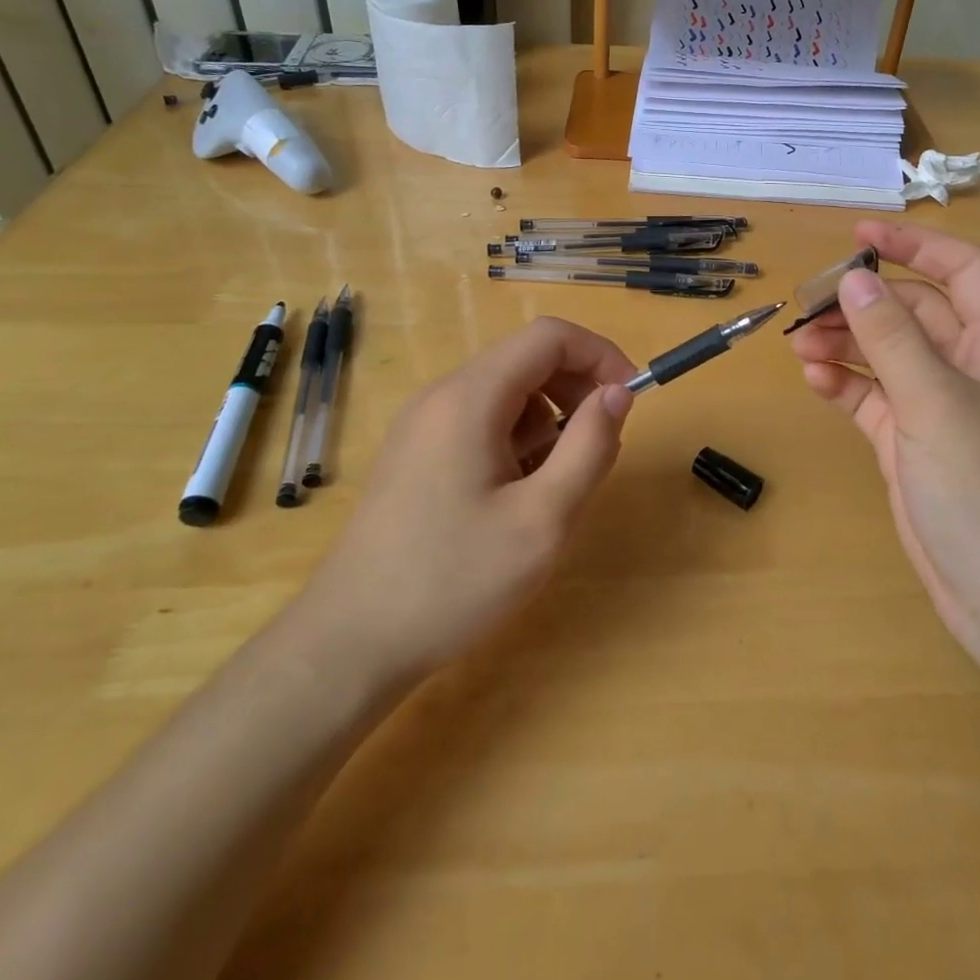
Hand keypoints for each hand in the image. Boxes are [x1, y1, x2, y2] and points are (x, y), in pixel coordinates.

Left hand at [299, 318, 636, 681]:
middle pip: (526, 359)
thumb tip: (617, 393)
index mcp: (470, 398)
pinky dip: (516, 439)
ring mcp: (423, 424)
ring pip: (506, 392)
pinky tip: (516, 496)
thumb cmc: (453, 581)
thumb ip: (589, 447)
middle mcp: (442, 396)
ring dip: (548, 419)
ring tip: (556, 483)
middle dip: (576, 389)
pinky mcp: (416, 452)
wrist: (351, 642)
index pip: (548, 337)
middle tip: (600, 445)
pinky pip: (481, 421)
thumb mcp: (542, 520)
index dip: (599, 355)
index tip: (628, 400)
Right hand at [791, 222, 979, 671]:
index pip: (962, 272)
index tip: (859, 236)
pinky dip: (844, 383)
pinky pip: (873, 397)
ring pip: (886, 354)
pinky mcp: (911, 444)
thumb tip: (855, 278)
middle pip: (913, 312)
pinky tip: (815, 380)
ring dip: (845, 342)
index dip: (916, 245)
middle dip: (863, 301)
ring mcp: (939, 408)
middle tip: (809, 303)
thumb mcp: (937, 404)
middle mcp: (971, 369)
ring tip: (800, 343)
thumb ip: (893, 338)